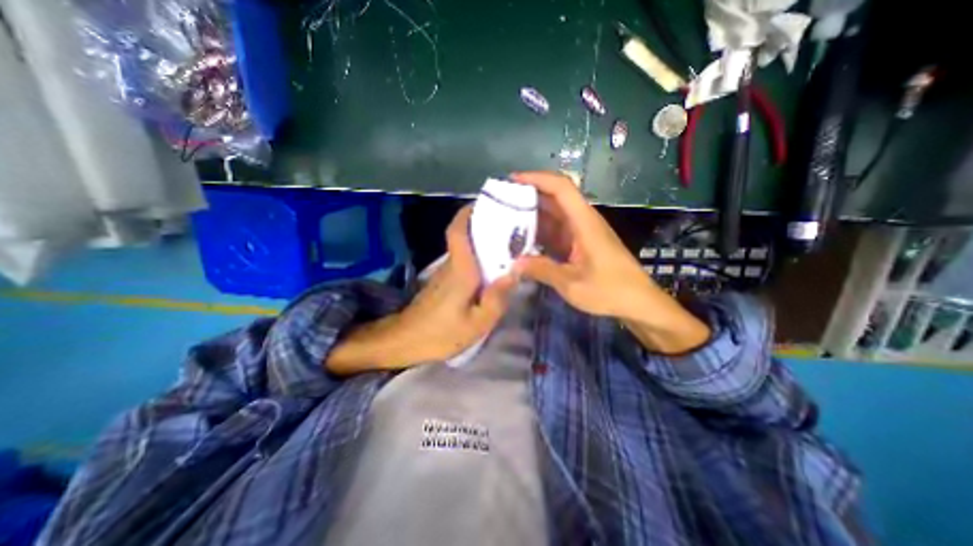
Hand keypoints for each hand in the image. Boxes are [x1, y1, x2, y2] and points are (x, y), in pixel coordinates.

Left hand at [395, 206, 516, 364]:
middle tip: (510, 225)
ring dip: (482, 241)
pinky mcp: (443, 282)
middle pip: (464, 235)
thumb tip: (515, 272)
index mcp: (460, 270)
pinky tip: (492, 268)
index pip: (458, 230)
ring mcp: (445, 272)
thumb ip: (497, 298)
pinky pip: (463, 261)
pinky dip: (477, 257)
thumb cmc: (441, 333)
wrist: (404, 342)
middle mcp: (451, 264)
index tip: (485, 204)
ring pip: (465, 248)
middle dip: (484, 224)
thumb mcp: (477, 323)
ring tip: (508, 244)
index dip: (468, 213)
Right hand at [511, 170, 707, 352]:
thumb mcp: (572, 284)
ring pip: (554, 215)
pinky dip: (539, 232)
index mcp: (584, 222)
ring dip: (532, 215)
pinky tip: (523, 241)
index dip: (537, 178)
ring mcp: (581, 232)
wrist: (638, 303)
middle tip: (501, 203)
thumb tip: (514, 265)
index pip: (561, 187)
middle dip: (528, 196)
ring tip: (505, 221)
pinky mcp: (580, 244)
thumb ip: (542, 270)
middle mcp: (583, 221)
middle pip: (554, 198)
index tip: (512, 180)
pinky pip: (556, 231)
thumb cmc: (610, 290)